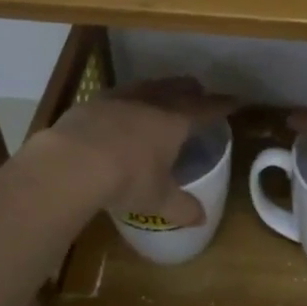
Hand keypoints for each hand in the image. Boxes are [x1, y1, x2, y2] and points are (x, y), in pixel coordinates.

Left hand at [37, 77, 236, 225]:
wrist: (71, 163)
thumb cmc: (126, 179)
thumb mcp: (157, 199)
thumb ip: (181, 208)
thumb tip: (201, 219)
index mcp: (175, 121)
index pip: (206, 109)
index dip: (221, 106)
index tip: (234, 102)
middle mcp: (150, 102)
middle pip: (177, 88)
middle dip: (191, 90)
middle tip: (198, 91)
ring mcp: (119, 99)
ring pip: (146, 86)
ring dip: (158, 88)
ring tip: (161, 94)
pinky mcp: (91, 103)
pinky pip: (117, 96)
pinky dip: (126, 100)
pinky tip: (120, 110)